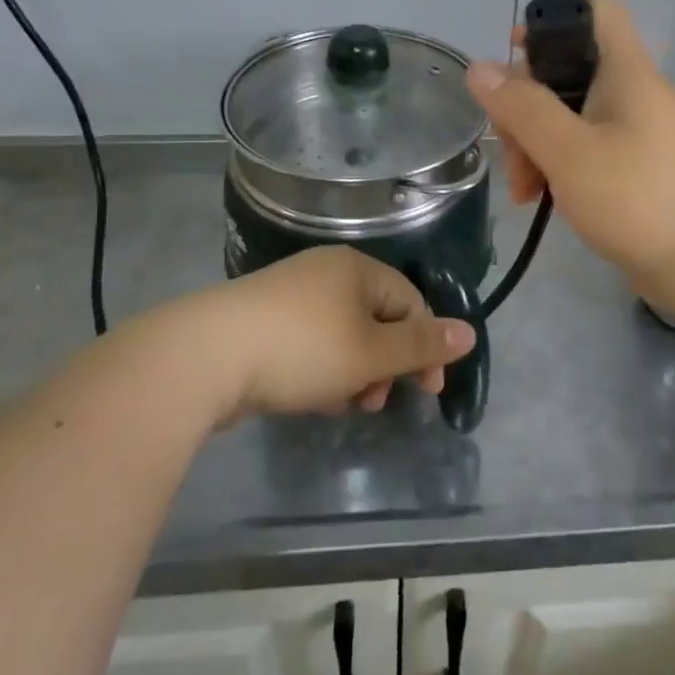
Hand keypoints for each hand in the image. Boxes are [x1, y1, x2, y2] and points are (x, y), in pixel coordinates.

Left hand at [173, 247, 476, 423]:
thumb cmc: (301, 348)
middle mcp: (326, 272)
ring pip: (342, 334)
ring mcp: (290, 294)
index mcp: (357, 269)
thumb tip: (469, 332)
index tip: (427, 393)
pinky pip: (310, 342)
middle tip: (376, 402)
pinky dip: (321, 369)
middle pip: (376, 318)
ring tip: (343, 405)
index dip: (425, 347)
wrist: (205, 355)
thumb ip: (421, 346)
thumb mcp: (370, 352)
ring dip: (354, 372)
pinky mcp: (262, 319)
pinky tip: (311, 397)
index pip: (410, 302)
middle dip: (385, 364)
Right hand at [466, 0, 674, 287]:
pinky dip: (563, 169)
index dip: (553, 19)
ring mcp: (640, 134)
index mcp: (625, 72)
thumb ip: (523, 109)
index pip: (596, 10)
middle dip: (528, 107)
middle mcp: (634, 94)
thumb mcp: (570, 153)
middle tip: (511, 152)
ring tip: (524, 193)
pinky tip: (545, 201)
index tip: (516, 55)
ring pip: (575, 119)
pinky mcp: (642, 170)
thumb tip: (479, 67)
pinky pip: (592, 152)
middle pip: (569, 74)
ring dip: (539, 146)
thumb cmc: (642, 198)